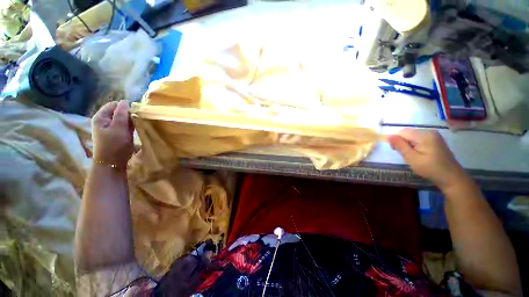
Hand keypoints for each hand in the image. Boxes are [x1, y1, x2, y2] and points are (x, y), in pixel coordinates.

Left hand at [92, 100, 133, 166]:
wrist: (112, 164)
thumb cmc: (114, 145)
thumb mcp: (119, 128)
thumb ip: (122, 114)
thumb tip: (126, 101)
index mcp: (101, 117)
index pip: (114, 105)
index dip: (125, 107)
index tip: (135, 113)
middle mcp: (104, 121)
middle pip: (118, 112)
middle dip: (129, 115)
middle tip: (137, 121)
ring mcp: (110, 129)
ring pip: (122, 120)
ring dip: (130, 122)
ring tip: (137, 127)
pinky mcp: (116, 135)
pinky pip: (124, 127)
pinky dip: (130, 127)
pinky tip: (134, 131)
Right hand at [388, 129, 467, 190]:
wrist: (452, 177)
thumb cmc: (431, 169)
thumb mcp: (412, 159)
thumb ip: (400, 146)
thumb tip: (389, 136)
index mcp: (424, 135)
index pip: (402, 132)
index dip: (396, 140)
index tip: (397, 151)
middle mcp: (429, 132)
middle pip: (407, 133)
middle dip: (402, 142)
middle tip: (406, 155)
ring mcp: (434, 135)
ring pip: (412, 136)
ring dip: (408, 145)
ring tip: (413, 156)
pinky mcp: (435, 140)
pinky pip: (419, 139)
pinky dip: (415, 145)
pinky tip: (420, 154)